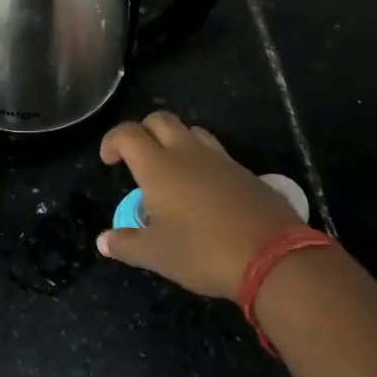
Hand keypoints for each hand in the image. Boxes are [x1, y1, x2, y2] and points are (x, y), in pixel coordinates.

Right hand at [96, 111, 303, 298]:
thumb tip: (103, 241)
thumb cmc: (203, 251)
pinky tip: (203, 190)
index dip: (112, 141)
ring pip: (191, 131)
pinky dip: (202, 160)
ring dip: (174, 140)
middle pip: (160, 120)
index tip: (109, 161)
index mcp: (158, 167)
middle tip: (137, 158)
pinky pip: (216, 152)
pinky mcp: (245, 172)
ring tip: (171, 170)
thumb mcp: (157, 255)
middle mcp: (187, 153)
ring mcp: (220, 159)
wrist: (273, 256)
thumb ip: (127, 244)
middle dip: (143, 131)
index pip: (128, 134)